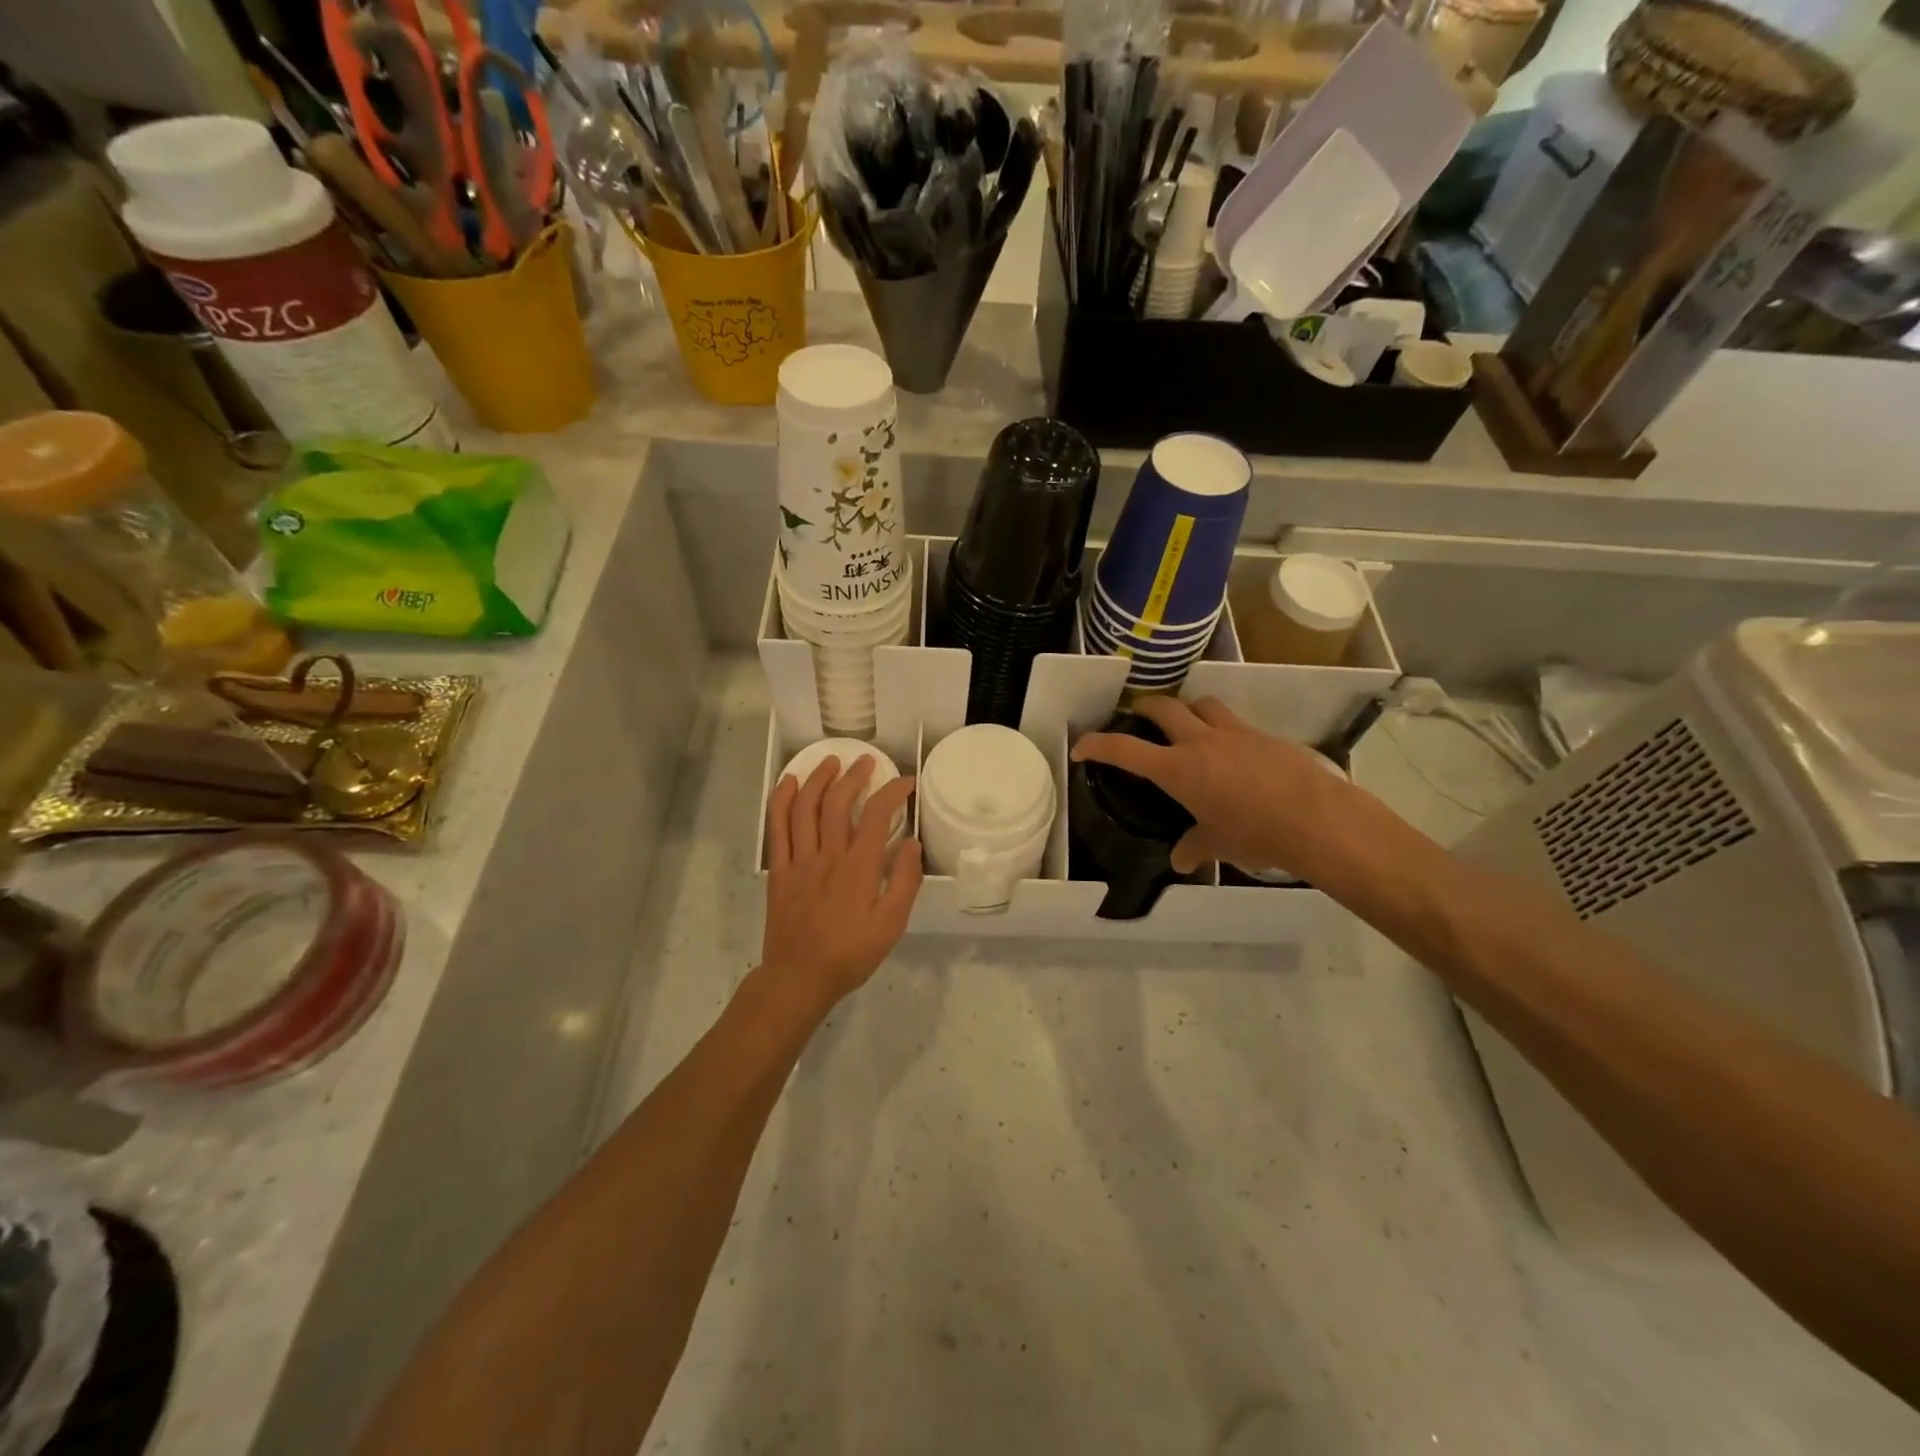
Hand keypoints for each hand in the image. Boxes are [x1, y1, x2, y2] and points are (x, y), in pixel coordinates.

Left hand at [763, 755, 922, 1017]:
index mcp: (858, 867)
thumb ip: (904, 882)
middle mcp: (828, 855)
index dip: (893, 792)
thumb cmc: (850, 954)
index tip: (906, 782)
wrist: (799, 977)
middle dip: (854, 776)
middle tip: (865, 762)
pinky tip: (790, 783)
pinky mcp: (778, 869)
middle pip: (838, 802)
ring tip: (830, 762)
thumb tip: (913, 845)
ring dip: (818, 779)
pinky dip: (781, 800)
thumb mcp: (891, 925)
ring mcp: (799, 860)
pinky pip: (777, 827)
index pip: (878, 815)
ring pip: (806, 807)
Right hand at [1071, 696, 1356, 877]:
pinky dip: (1224, 729)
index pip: (1125, 750)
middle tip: (1137, 717)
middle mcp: (1201, 742)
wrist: (1317, 819)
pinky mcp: (1264, 736)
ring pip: (1202, 704)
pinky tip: (1232, 752)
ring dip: (1188, 709)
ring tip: (1187, 725)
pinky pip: (1235, 723)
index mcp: (1178, 769)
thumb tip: (1180, 860)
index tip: (1082, 747)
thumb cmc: (1256, 834)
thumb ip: (1194, 847)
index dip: (1097, 744)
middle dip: (1144, 708)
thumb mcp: (1218, 844)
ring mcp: (1236, 733)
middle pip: (1163, 706)